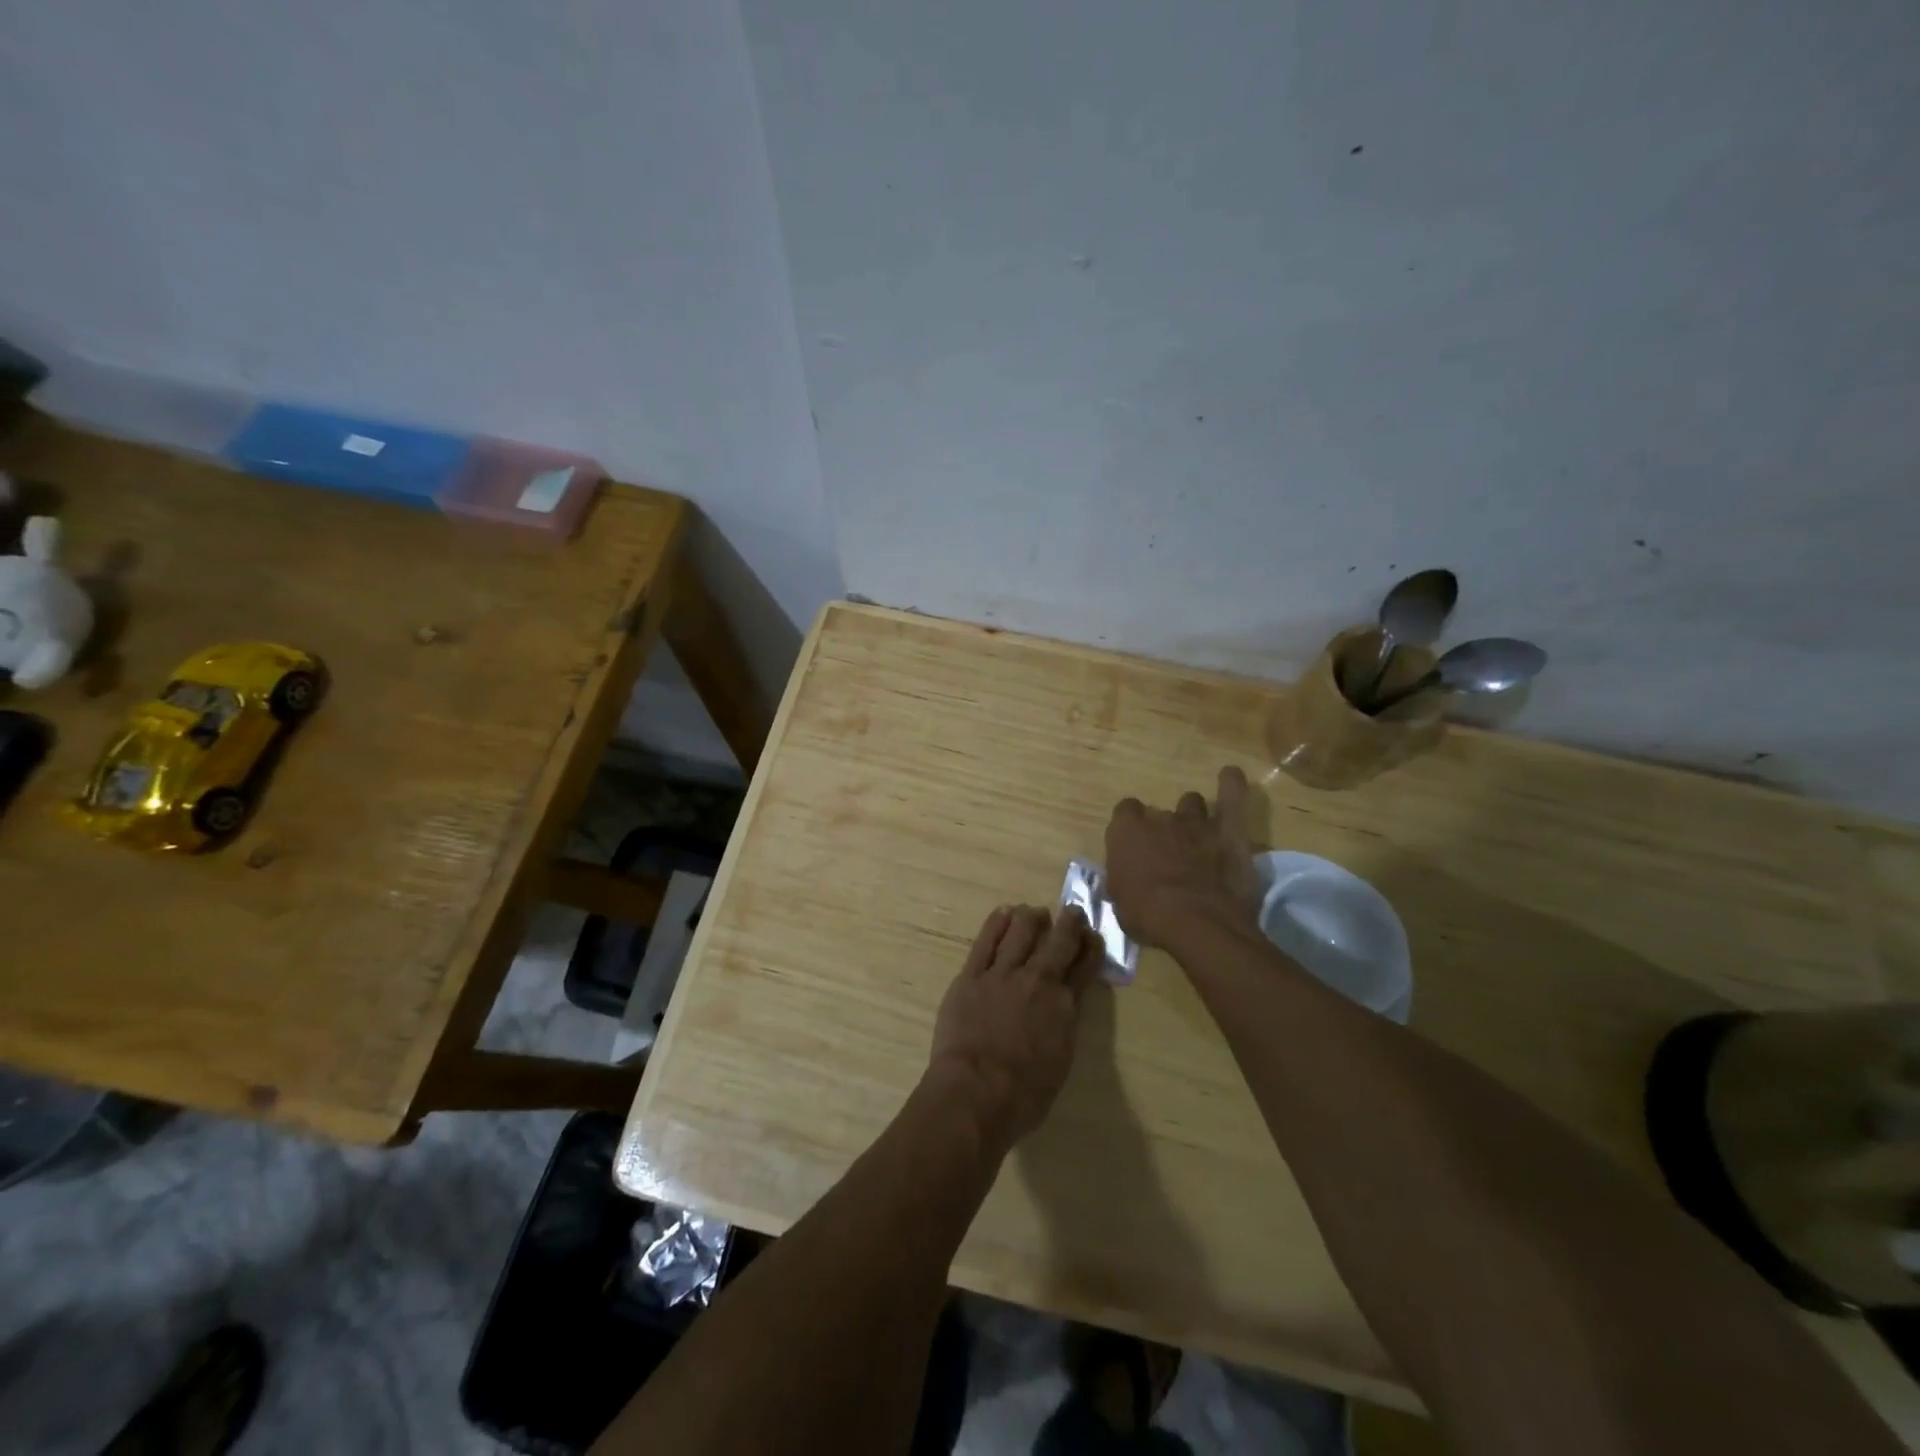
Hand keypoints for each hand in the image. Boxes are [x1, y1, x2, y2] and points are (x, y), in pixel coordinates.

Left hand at [928, 905, 1101, 1148]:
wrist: (975, 1092)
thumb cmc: (1023, 1095)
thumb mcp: (1061, 1060)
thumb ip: (1064, 1025)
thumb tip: (1064, 1006)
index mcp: (1064, 1006)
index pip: (1084, 967)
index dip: (1091, 948)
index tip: (1093, 935)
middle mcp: (1037, 981)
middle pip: (1058, 942)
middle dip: (1070, 924)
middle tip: (1073, 912)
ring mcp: (1002, 974)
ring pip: (1021, 932)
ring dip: (1032, 918)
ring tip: (1035, 913)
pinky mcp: (971, 975)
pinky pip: (986, 941)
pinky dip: (997, 923)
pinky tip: (1004, 912)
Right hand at [1104, 766, 1261, 946]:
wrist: (1195, 923)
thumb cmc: (1147, 916)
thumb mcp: (1120, 903)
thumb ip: (1123, 880)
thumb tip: (1125, 878)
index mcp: (1126, 832)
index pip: (1125, 813)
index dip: (1131, 829)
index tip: (1135, 847)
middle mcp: (1159, 819)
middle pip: (1159, 814)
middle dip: (1163, 830)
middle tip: (1168, 856)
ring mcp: (1196, 822)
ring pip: (1191, 803)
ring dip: (1192, 816)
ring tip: (1198, 835)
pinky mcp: (1229, 831)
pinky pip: (1232, 797)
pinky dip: (1231, 785)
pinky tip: (1231, 775)